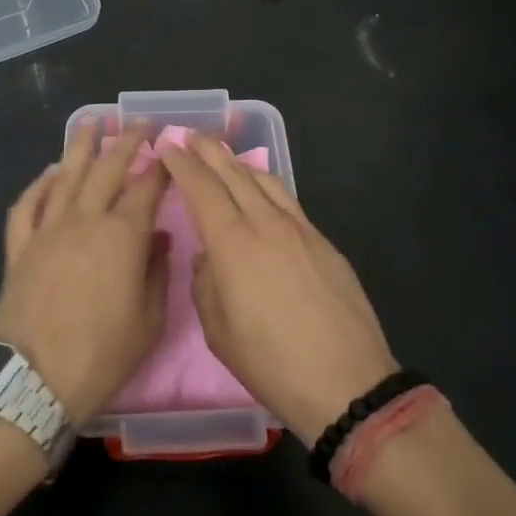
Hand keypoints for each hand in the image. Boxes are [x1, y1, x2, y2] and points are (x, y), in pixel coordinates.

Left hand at [0, 124, 169, 425]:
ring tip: (92, 122)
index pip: (146, 188)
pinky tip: (48, 172)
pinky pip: (27, 205)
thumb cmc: (100, 355)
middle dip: (127, 141)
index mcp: (122, 236)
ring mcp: (47, 230)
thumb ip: (156, 272)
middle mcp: (84, 220)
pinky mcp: (19, 247)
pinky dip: (38, 185)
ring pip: (65, 176)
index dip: (161, 167)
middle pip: (108, 169)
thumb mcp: (148, 320)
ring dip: (81, 146)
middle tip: (139, 122)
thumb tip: (156, 238)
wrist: (32, 382)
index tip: (170, 149)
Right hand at [159, 135, 396, 440]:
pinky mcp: (323, 241)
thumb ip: (205, 283)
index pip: (201, 188)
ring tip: (222, 156)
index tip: (167, 146)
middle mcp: (266, 224)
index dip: (182, 164)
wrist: (347, 382)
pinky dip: (266, 184)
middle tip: (191, 134)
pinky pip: (287, 199)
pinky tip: (261, 189)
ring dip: (238, 162)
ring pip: (264, 180)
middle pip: (233, 173)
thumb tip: (210, 256)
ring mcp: (300, 229)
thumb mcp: (218, 331)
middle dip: (208, 150)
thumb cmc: (272, 364)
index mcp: (233, 244)